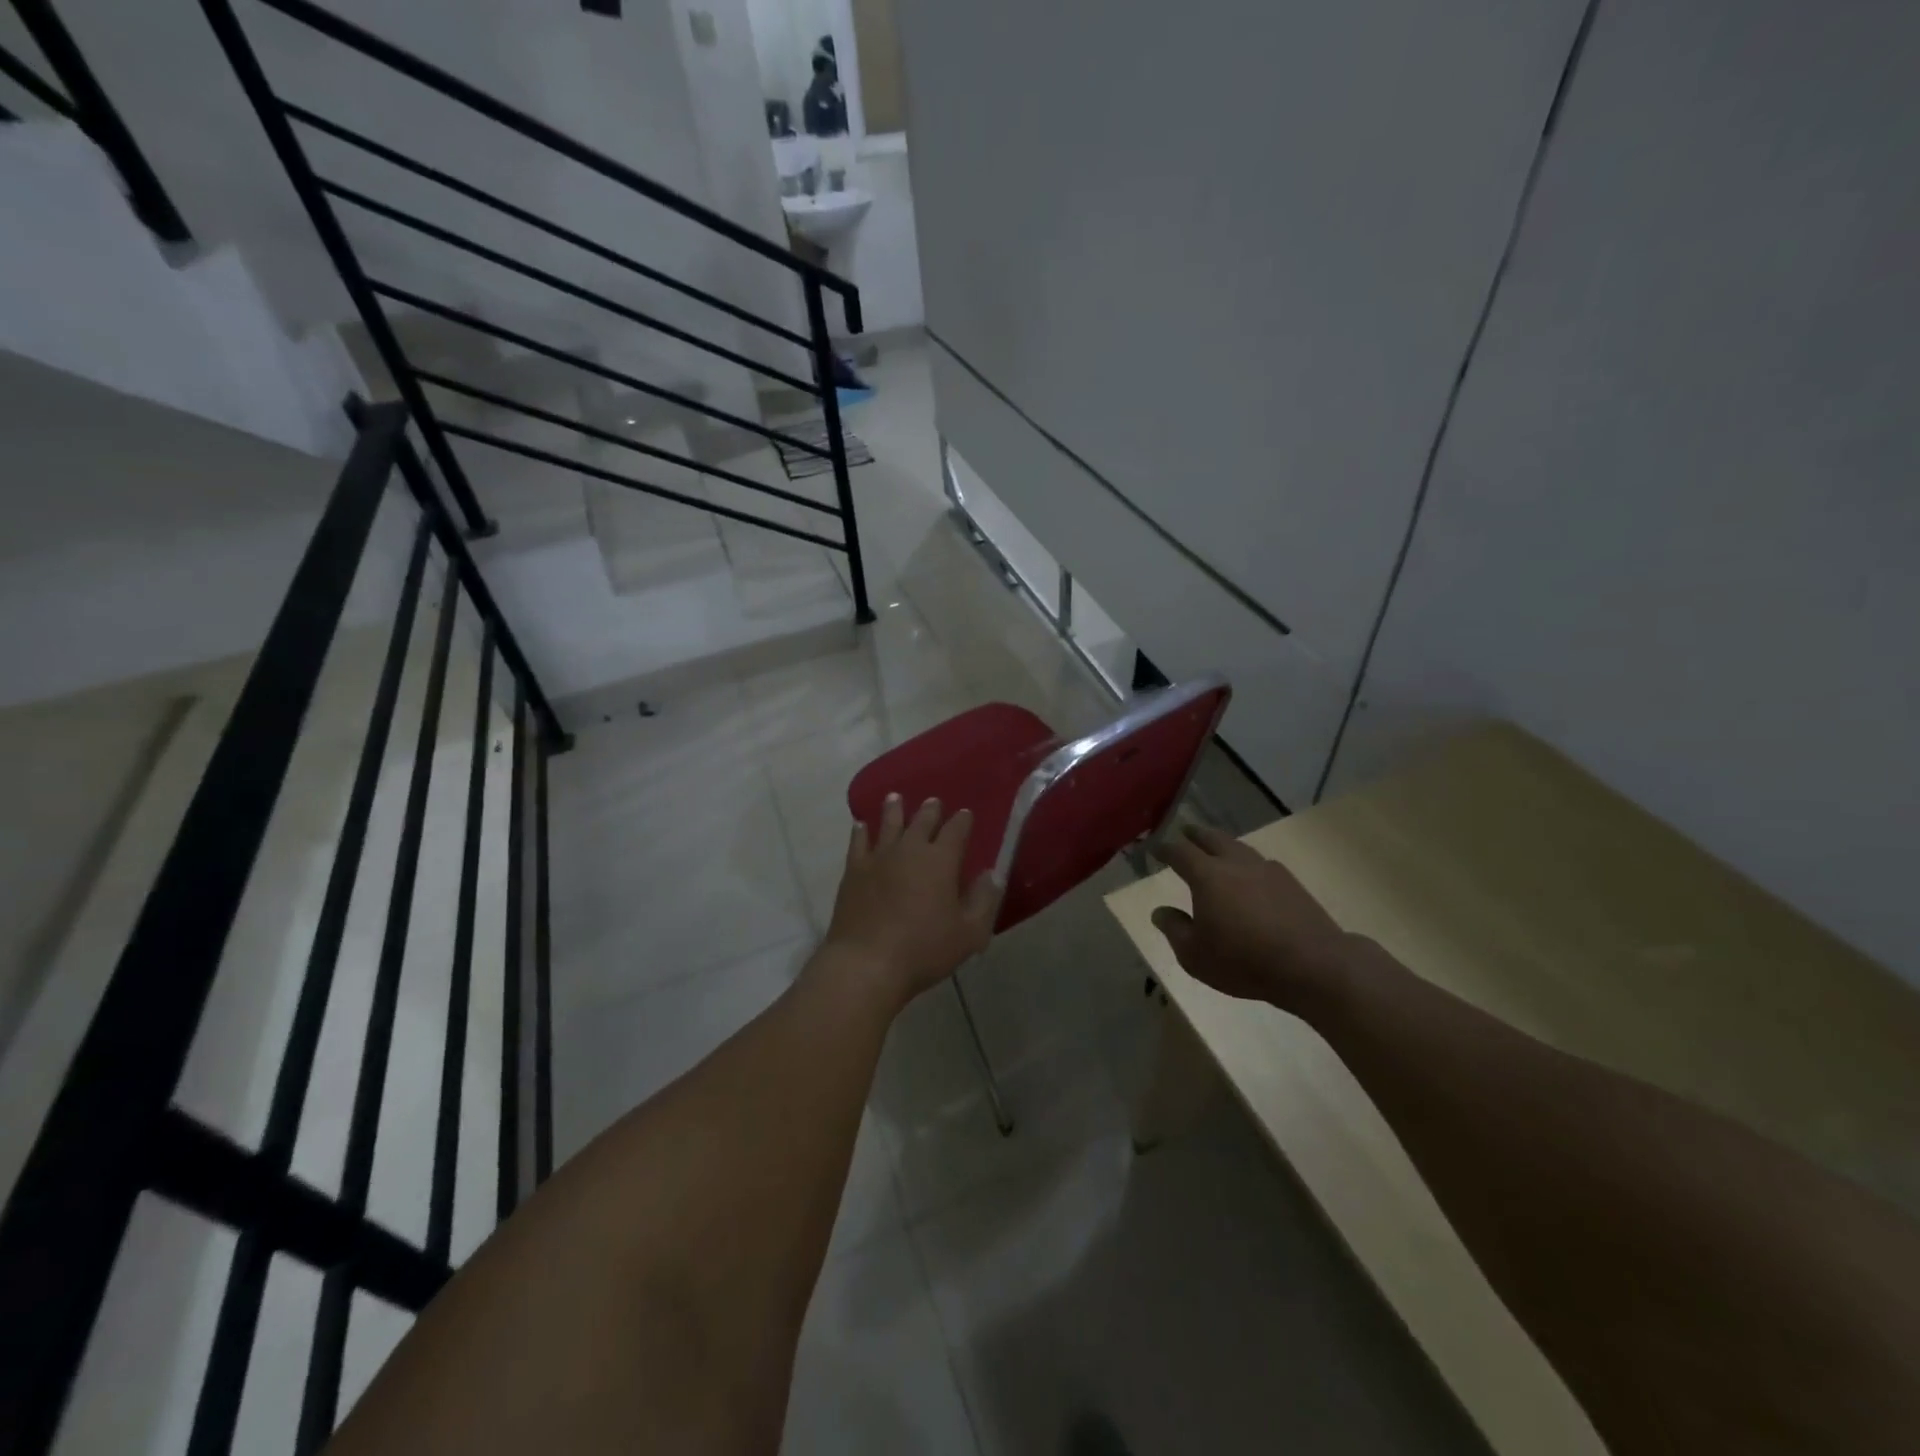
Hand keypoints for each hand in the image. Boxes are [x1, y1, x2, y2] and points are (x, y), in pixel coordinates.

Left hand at [823, 794, 999, 1004]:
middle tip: (933, 802)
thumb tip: (991, 875)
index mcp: (941, 860)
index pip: (956, 830)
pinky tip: (861, 825)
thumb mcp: (969, 934)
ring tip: (895, 798)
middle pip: (922, 821)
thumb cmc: (924, 950)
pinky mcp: (853, 871)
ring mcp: (878, 858)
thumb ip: (984, 901)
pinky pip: (858, 842)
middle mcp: (910, 849)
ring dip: (894, 809)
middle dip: (930, 810)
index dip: (963, 821)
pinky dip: (861, 831)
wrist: (866, 963)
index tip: (966, 815)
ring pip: (889, 824)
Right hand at [1150, 823, 1355, 1013]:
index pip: (1180, 853)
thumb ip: (1175, 930)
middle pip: (1212, 839)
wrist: (1313, 965)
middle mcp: (1236, 864)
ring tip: (1217, 848)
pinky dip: (1247, 862)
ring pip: (1239, 847)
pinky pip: (1261, 863)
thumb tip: (1160, 912)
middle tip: (1186, 831)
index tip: (1155, 848)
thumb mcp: (1195, 955)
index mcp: (1208, 876)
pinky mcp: (1292, 884)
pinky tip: (1250, 875)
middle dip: (1196, 834)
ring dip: (1223, 844)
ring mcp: (1268, 870)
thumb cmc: (1244, 961)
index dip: (1165, 849)